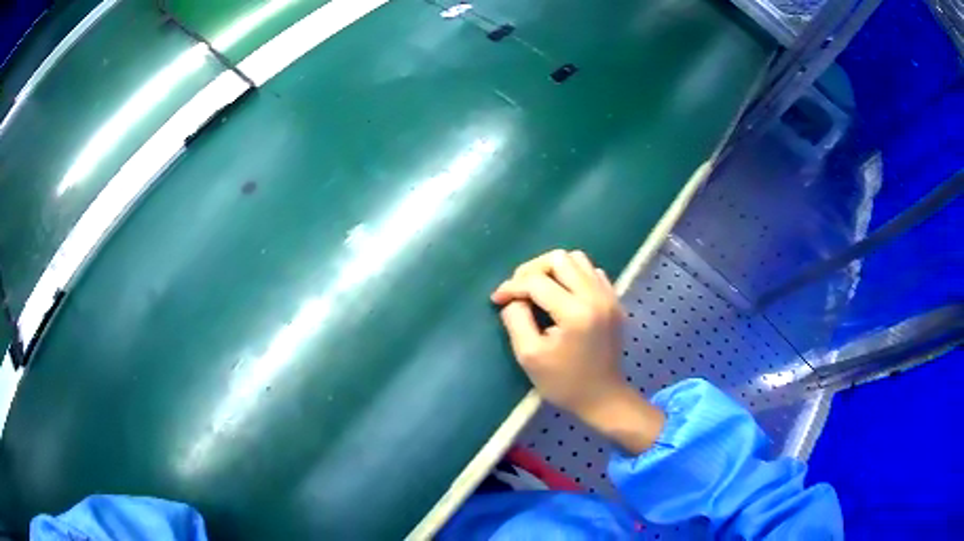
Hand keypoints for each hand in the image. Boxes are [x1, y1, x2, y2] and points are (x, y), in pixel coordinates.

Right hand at [492, 250, 664, 453]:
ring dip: (554, 269)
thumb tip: (513, 299)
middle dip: (533, 270)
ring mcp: (609, 297)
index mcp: (575, 313)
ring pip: (578, 260)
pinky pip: (592, 272)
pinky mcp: (615, 301)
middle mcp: (596, 297)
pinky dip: (574, 276)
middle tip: (519, 290)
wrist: (603, 397)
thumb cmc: (564, 382)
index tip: (498, 299)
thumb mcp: (529, 356)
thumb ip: (516, 320)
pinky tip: (564, 295)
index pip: (537, 282)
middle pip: (560, 258)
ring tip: (540, 289)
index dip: (512, 286)